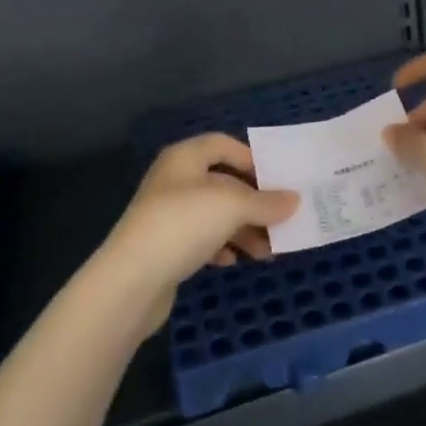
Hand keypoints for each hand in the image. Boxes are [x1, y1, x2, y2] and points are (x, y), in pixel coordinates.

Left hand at [99, 134, 298, 332]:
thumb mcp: (231, 206)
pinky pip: (201, 238)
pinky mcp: (164, 246)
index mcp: (185, 157)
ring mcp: (167, 213)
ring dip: (242, 229)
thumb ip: (265, 202)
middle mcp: (174, 179)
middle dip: (253, 202)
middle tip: (281, 220)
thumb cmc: (183, 224)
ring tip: (267, 251)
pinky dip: (221, 246)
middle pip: (222, 181)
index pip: (223, 144)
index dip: (251, 158)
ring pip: (214, 213)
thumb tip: (294, 200)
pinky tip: (234, 261)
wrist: (131, 280)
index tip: (278, 180)